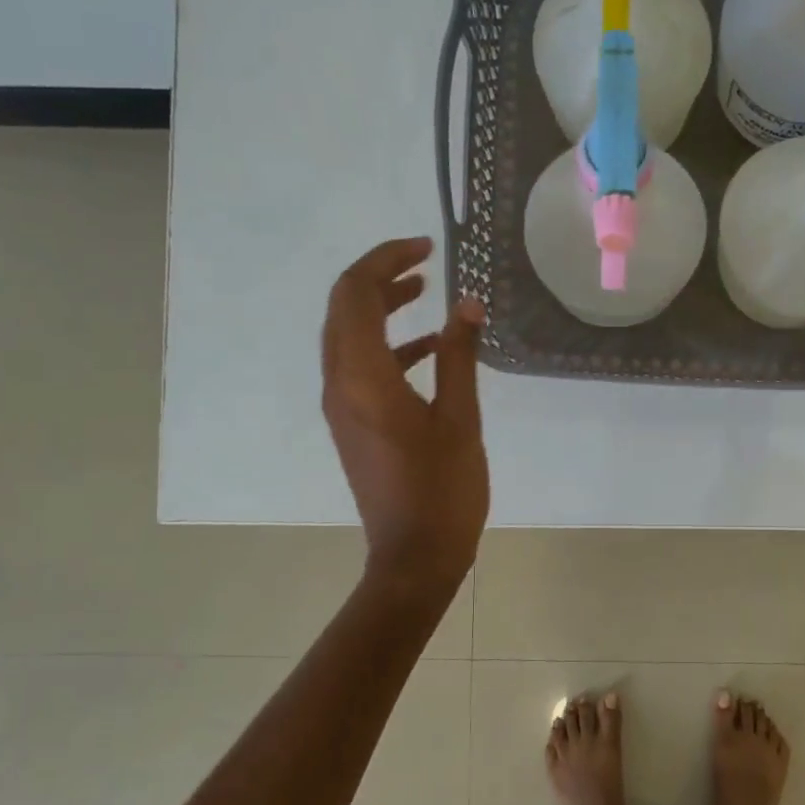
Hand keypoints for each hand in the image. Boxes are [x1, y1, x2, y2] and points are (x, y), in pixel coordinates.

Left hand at [321, 238, 488, 592]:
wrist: (415, 555)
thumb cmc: (443, 489)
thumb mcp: (459, 418)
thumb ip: (459, 356)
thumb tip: (466, 304)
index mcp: (362, 377)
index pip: (355, 293)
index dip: (386, 260)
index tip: (426, 249)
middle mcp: (339, 384)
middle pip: (343, 309)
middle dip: (380, 278)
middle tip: (423, 263)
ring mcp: (341, 407)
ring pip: (349, 337)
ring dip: (381, 309)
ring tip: (425, 294)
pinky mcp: (352, 424)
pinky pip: (360, 367)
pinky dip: (388, 346)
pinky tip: (429, 350)